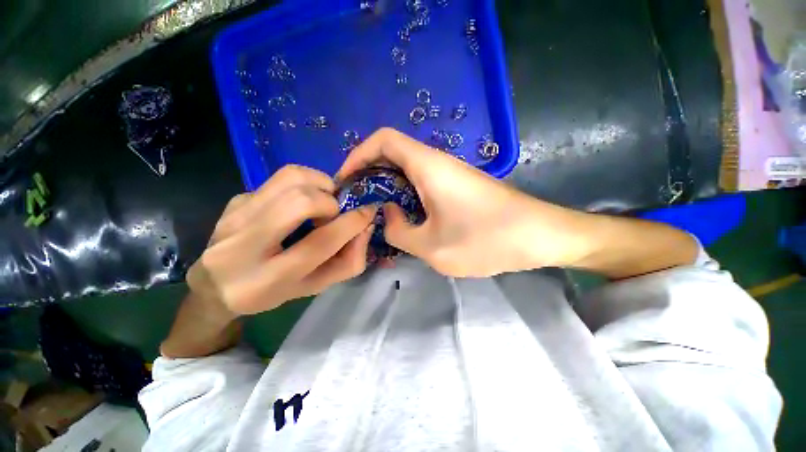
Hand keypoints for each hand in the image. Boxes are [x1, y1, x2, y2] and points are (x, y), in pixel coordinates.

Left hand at [186, 165, 376, 315]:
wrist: (216, 284)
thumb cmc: (273, 291)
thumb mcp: (316, 286)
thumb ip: (348, 262)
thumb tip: (365, 227)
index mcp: (270, 279)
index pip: (320, 243)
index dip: (352, 224)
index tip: (368, 211)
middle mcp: (246, 245)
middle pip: (300, 202)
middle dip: (330, 201)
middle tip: (334, 211)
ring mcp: (236, 216)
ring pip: (289, 179)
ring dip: (319, 184)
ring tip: (323, 199)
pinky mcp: (235, 200)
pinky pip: (278, 179)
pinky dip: (302, 185)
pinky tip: (299, 202)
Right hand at [337, 128, 589, 276]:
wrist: (540, 235)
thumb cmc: (487, 239)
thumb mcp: (431, 246)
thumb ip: (399, 231)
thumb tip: (389, 215)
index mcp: (428, 165)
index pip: (383, 139)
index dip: (358, 154)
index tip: (346, 180)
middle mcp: (437, 162)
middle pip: (392, 154)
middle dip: (369, 174)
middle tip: (357, 202)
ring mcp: (449, 174)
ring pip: (407, 171)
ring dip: (388, 188)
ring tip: (376, 213)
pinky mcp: (457, 187)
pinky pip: (422, 184)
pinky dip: (406, 196)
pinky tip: (405, 218)